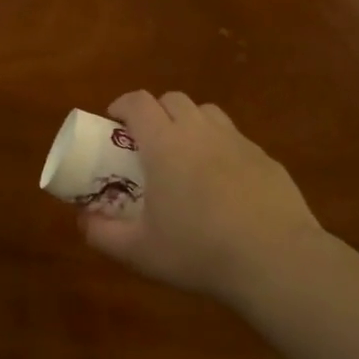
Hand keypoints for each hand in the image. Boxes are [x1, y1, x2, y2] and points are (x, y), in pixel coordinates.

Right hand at [80, 91, 324, 304]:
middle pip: (174, 99)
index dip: (121, 105)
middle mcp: (201, 132)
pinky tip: (223, 185)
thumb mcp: (139, 251)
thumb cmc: (198, 250)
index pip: (138, 102)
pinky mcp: (267, 159)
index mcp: (165, 143)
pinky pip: (236, 140)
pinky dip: (220, 149)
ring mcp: (238, 142)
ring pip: (208, 113)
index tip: (112, 122)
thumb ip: (102, 234)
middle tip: (147, 143)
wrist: (275, 259)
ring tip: (184, 156)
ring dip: (189, 124)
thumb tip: (83, 220)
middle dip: (155, 112)